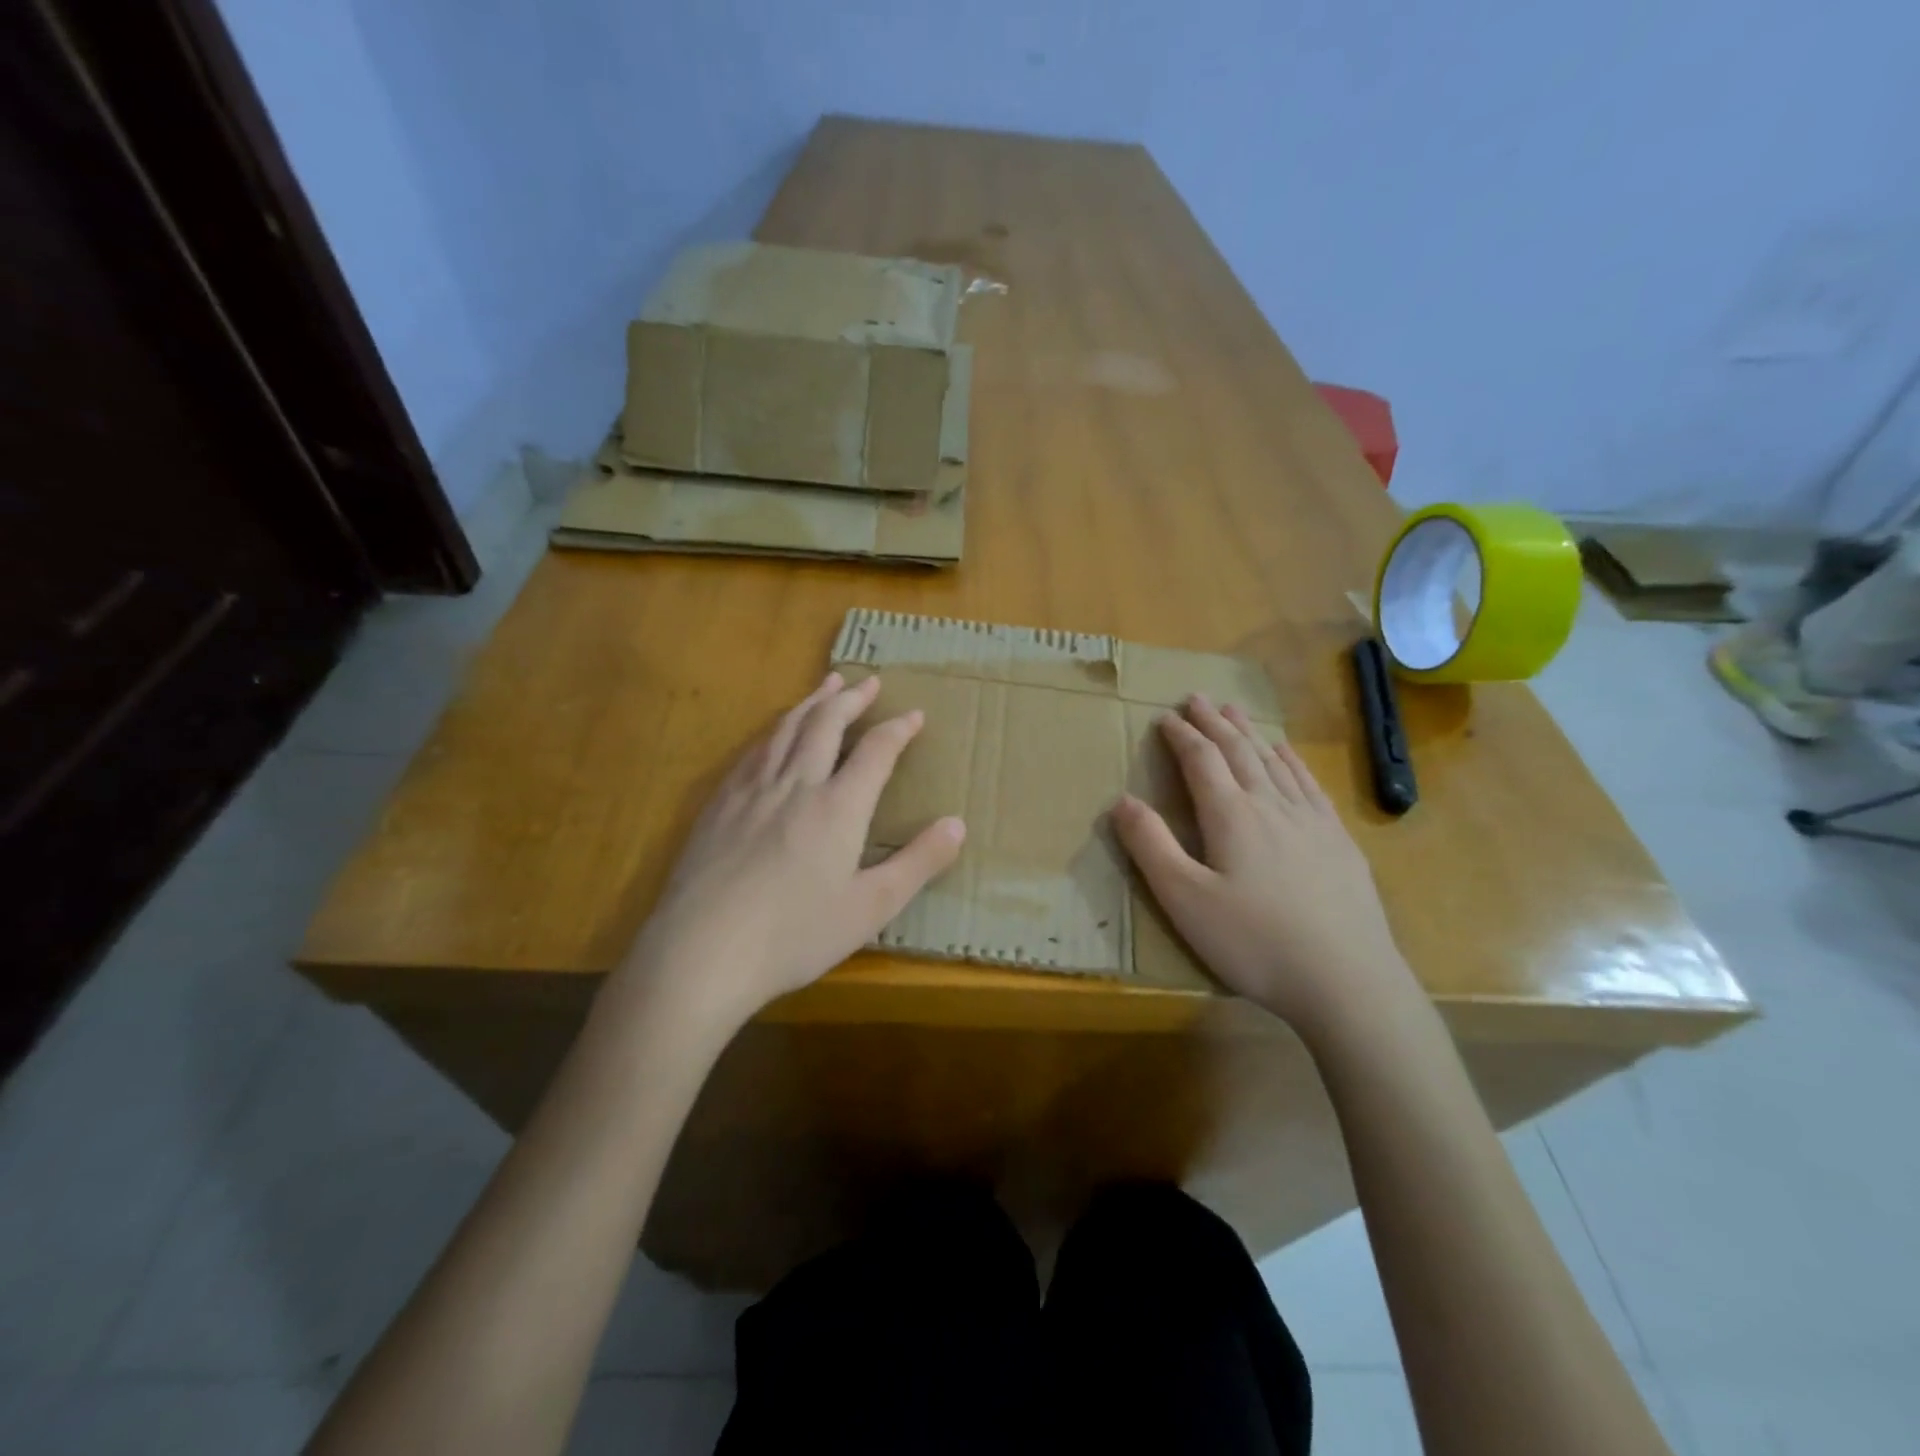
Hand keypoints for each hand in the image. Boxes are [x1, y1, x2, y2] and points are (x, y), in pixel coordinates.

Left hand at [627, 672, 964, 1030]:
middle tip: (869, 681)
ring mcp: (751, 791)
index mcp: (838, 808)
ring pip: (786, 729)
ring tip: (827, 685)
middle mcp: (795, 785)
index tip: (914, 713)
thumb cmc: (794, 936)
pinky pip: (752, 751)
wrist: (701, 952)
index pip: (875, 751)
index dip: (898, 728)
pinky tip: (773, 734)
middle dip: (851, 699)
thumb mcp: (870, 908)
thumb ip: (918, 863)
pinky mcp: (718, 805)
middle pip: (826, 725)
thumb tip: (957, 824)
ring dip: (812, 703)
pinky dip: (774, 730)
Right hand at [1111, 695, 1416, 1037]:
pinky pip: (1309, 784)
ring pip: (1274, 762)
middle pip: (1239, 752)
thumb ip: (1151, 846)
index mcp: (1231, 816)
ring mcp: (1311, 821)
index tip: (1165, 715)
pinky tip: (1287, 754)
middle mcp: (1271, 805)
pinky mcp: (1338, 841)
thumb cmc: (1254, 942)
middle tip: (1197, 698)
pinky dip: (1291, 761)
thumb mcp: (1185, 900)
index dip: (1181, 735)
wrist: (1348, 981)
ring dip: (1250, 734)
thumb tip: (1122, 800)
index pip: (1202, 760)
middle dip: (1214, 723)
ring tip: (1235, 712)